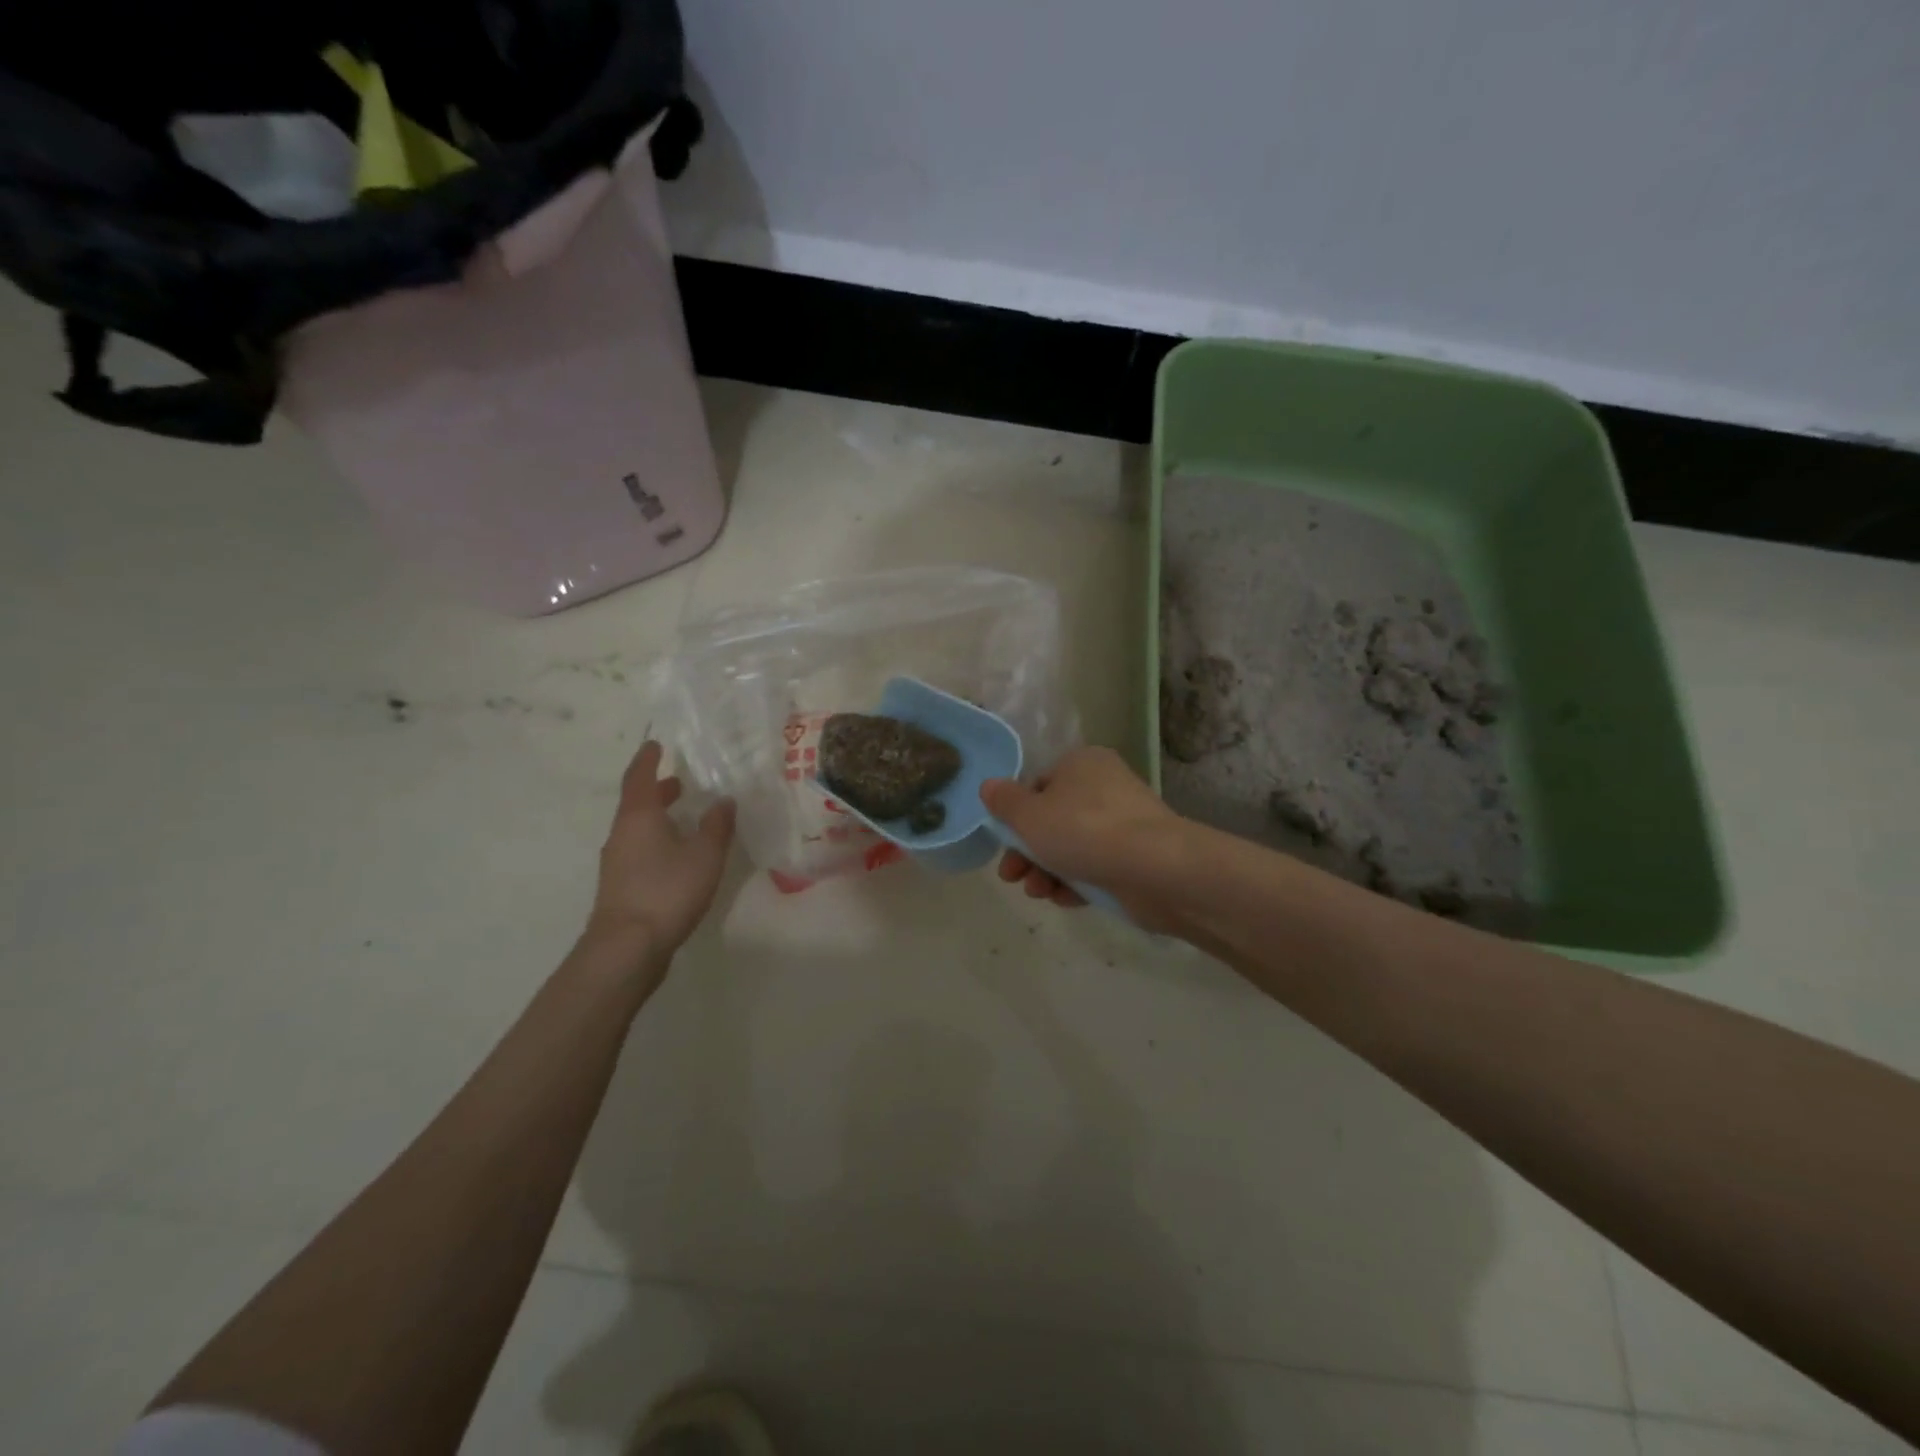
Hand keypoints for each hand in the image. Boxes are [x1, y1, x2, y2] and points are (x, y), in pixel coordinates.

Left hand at [584, 742, 735, 963]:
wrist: (626, 948)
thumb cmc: (666, 890)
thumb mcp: (704, 855)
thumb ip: (716, 826)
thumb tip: (724, 800)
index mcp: (639, 817)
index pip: (639, 777)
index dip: (648, 759)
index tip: (656, 744)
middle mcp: (622, 834)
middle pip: (637, 803)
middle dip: (657, 790)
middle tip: (679, 781)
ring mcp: (618, 863)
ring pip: (638, 829)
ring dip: (658, 818)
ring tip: (684, 818)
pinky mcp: (621, 887)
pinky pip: (640, 851)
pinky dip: (657, 841)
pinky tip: (678, 856)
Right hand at [981, 747, 1183, 920]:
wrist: (1155, 868)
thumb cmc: (1084, 830)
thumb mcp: (1029, 815)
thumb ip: (1005, 802)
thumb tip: (989, 786)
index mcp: (1081, 763)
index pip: (1038, 785)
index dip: (1015, 816)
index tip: (1002, 844)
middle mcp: (1105, 786)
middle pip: (1053, 819)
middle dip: (1028, 852)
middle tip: (1012, 877)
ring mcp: (1125, 822)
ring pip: (1073, 846)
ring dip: (1048, 871)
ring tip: (1039, 893)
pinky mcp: (1137, 856)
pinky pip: (1097, 866)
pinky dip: (1077, 882)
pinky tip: (1065, 899)